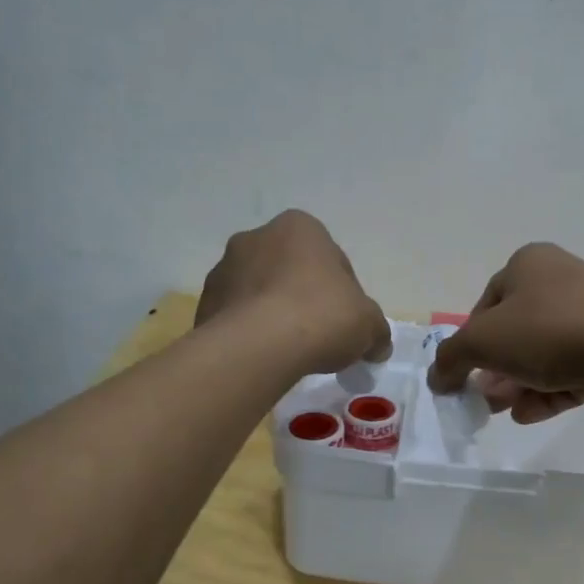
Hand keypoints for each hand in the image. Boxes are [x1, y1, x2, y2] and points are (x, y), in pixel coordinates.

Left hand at [196, 210, 390, 375]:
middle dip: (304, 297)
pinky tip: (266, 357)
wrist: (258, 346)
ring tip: (290, 350)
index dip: (344, 293)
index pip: (331, 260)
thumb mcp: (368, 324)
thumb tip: (379, 345)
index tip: (346, 322)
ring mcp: (224, 269)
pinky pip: (237, 316)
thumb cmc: (321, 317)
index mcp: (300, 227)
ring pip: (260, 291)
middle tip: (320, 334)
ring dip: (274, 312)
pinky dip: (251, 331)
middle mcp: (257, 237)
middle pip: (291, 271)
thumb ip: (376, 330)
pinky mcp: (204, 303)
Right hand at [426, 243, 583, 422]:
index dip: (472, 343)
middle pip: (516, 331)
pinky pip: (574, 365)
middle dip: (497, 370)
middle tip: (488, 400)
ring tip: (511, 412)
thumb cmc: (547, 331)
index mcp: (528, 263)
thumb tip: (437, 378)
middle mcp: (561, 278)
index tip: (468, 374)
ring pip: (545, 352)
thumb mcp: (482, 342)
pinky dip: (551, 389)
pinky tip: (535, 414)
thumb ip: (450, 358)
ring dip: (521, 384)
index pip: (486, 305)